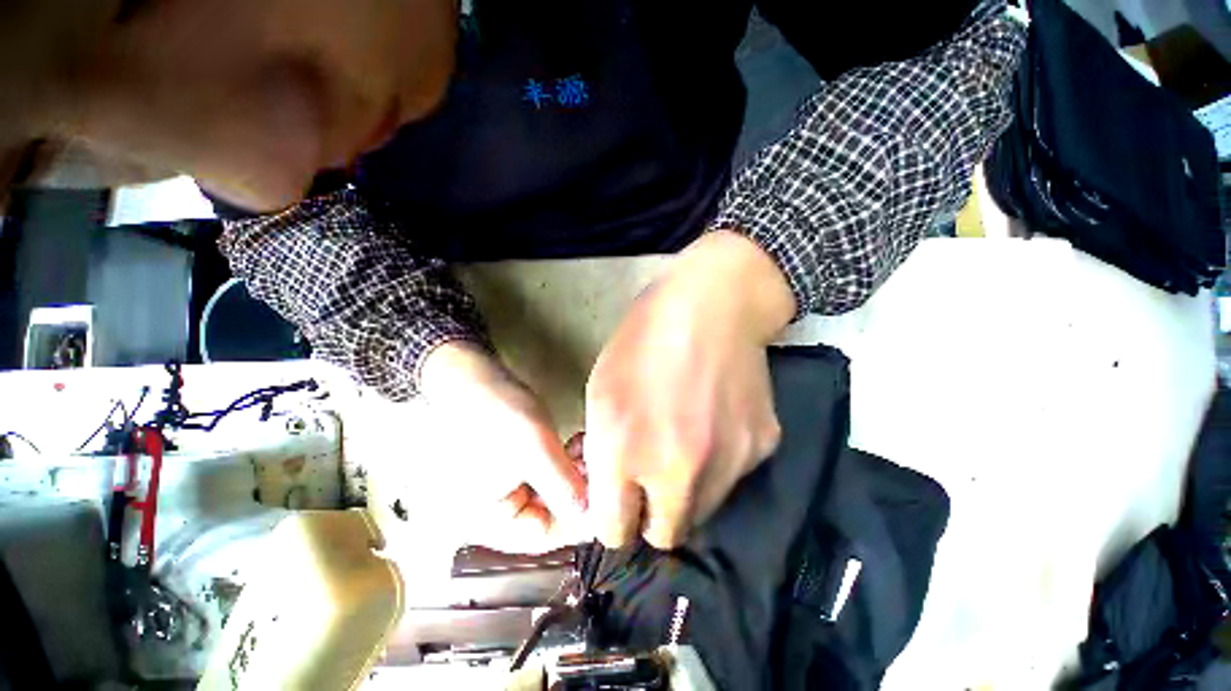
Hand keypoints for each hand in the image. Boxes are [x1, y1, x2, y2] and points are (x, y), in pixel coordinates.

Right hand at [420, 341, 587, 553]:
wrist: (474, 378)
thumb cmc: (499, 414)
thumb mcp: (535, 450)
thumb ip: (563, 487)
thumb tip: (593, 517)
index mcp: (489, 521)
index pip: (545, 536)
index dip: (580, 517)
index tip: (606, 492)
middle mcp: (496, 515)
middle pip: (551, 516)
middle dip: (580, 489)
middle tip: (598, 462)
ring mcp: (506, 491)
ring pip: (554, 495)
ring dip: (576, 473)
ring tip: (586, 447)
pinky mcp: (516, 470)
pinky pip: (548, 477)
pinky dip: (566, 463)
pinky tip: (577, 444)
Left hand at [585, 230, 795, 548]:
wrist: (712, 305)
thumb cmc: (644, 339)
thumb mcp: (601, 390)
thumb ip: (602, 449)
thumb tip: (608, 488)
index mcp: (625, 452)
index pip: (614, 531)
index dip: (613, 520)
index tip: (618, 504)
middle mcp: (677, 472)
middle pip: (664, 535)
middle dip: (651, 515)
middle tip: (649, 480)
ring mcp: (727, 464)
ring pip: (701, 511)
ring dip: (686, 493)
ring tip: (683, 445)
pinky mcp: (761, 449)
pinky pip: (731, 476)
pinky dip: (718, 464)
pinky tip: (714, 423)